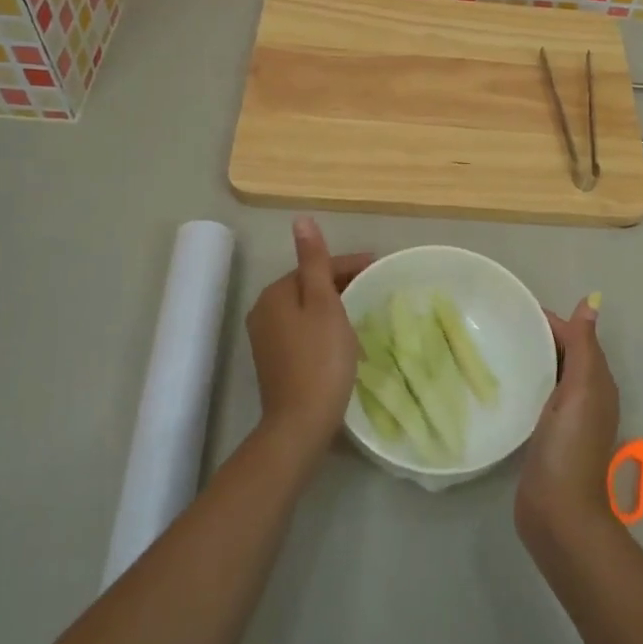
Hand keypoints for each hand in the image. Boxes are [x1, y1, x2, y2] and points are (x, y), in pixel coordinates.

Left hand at [245, 217, 372, 453]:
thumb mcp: (324, 304)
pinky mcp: (274, 360)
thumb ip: (314, 262)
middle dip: (340, 283)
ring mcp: (266, 338)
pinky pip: (302, 329)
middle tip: (374, 288)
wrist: (300, 422)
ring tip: (362, 308)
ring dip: (332, 304)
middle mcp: (263, 310)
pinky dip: (322, 325)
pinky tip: (341, 336)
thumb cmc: (320, 359)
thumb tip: (300, 220)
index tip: (379, 267)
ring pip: (305, 308)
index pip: (315, 266)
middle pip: (308, 286)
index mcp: (275, 293)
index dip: (348, 264)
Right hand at [515, 295, 620, 557]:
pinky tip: (499, 382)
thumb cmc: (570, 447)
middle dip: (537, 337)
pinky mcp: (545, 436)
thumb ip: (584, 347)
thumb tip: (593, 301)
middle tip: (497, 323)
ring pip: (548, 376)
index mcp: (597, 382)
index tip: (514, 308)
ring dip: (529, 359)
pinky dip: (522, 383)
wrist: (558, 514)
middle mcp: (585, 397)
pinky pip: (535, 397)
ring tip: (493, 345)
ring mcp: (565, 419)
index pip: (576, 338)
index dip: (551, 321)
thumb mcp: (582, 390)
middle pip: (563, 355)